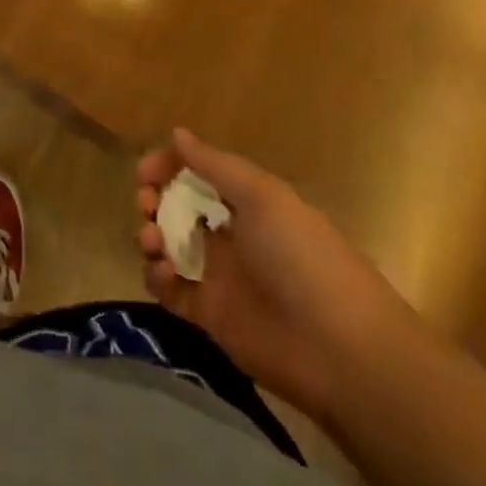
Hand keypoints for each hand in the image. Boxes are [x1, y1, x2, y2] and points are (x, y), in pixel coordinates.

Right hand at [136, 129, 423, 425]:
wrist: (340, 351)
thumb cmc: (302, 257)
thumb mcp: (262, 196)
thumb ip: (215, 165)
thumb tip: (177, 133)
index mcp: (249, 203)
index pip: (200, 174)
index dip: (171, 167)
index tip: (146, 172)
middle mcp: (232, 235)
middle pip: (178, 208)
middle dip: (154, 200)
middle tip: (146, 204)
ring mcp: (220, 276)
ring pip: (169, 246)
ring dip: (151, 236)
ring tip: (153, 241)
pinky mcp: (209, 316)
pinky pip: (170, 290)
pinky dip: (157, 277)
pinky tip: (164, 274)